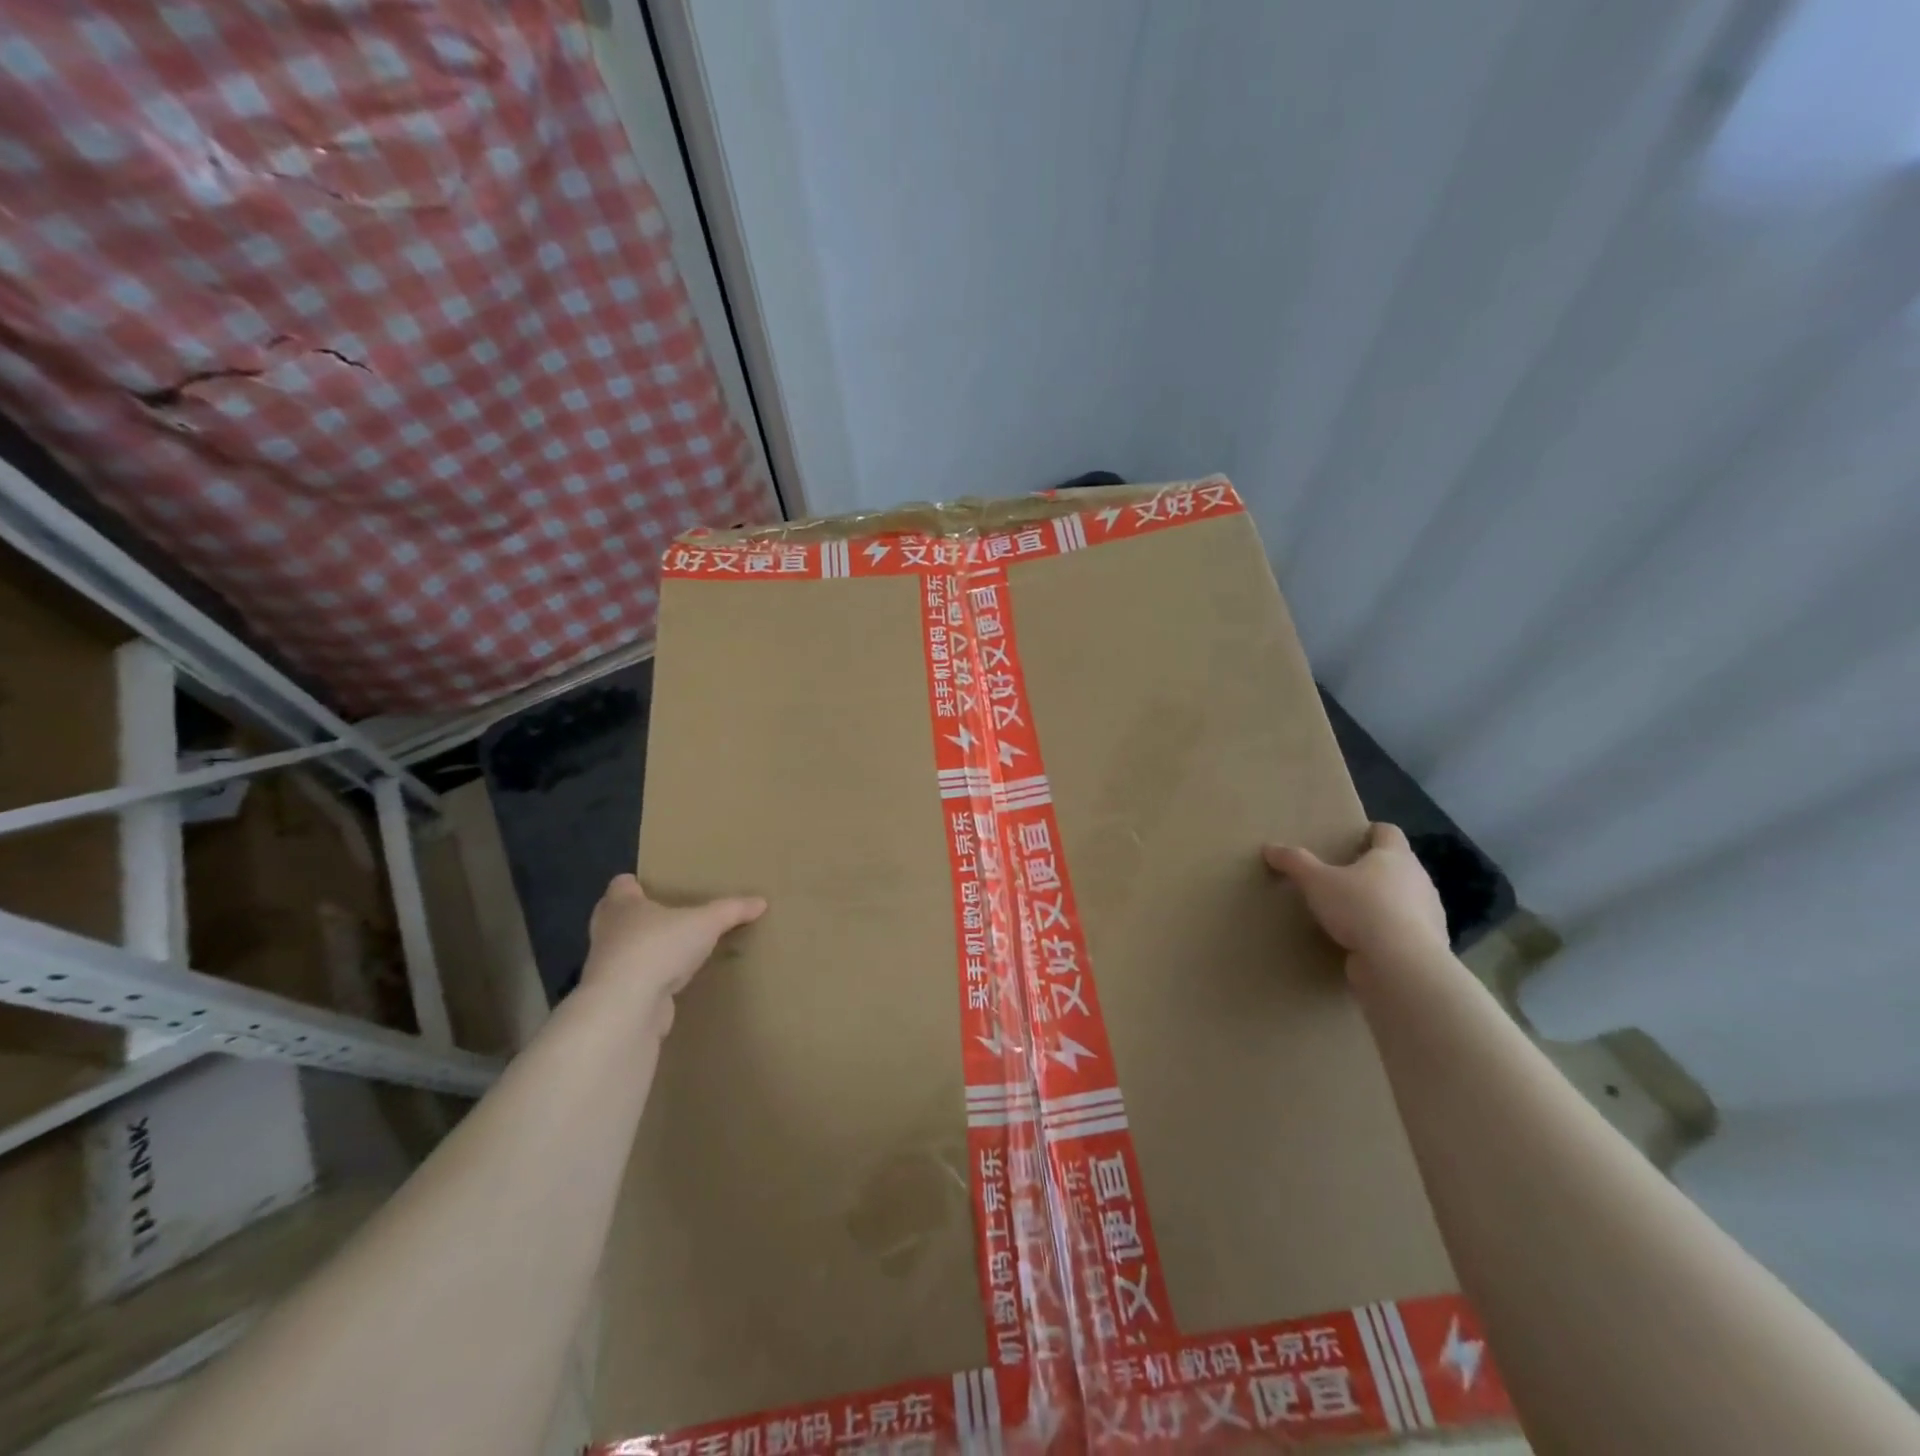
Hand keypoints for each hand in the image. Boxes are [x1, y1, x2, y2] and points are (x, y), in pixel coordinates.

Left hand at [581, 874, 766, 1031]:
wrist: (626, 1007)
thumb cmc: (659, 947)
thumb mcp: (706, 922)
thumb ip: (732, 910)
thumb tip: (761, 901)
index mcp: (622, 905)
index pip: (620, 885)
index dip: (635, 884)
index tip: (651, 886)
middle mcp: (608, 932)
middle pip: (615, 917)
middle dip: (636, 917)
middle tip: (666, 915)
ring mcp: (608, 968)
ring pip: (624, 951)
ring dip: (643, 951)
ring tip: (674, 950)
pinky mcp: (616, 998)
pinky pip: (634, 982)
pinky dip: (650, 981)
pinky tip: (672, 983)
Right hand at [1262, 823, 1447, 965]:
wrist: (1401, 966)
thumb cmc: (1361, 908)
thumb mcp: (1316, 881)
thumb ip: (1294, 862)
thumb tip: (1269, 848)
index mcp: (1396, 856)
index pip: (1388, 832)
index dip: (1371, 832)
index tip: (1351, 840)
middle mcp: (1418, 880)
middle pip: (1397, 866)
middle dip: (1372, 870)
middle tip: (1342, 877)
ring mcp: (1429, 915)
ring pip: (1403, 900)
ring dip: (1381, 903)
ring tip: (1350, 913)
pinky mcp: (1426, 946)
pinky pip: (1404, 931)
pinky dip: (1386, 933)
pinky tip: (1363, 943)